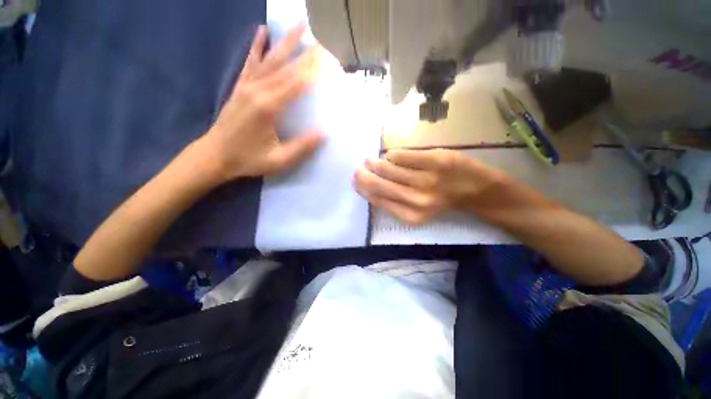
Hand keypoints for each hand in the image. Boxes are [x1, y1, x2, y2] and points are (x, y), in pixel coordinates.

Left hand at [201, 24, 324, 180]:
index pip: (295, 85)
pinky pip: (250, 63)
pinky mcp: (240, 88)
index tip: (325, 59)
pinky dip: (257, 47)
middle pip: (283, 66)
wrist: (214, 155)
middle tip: (316, 35)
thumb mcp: (279, 160)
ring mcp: (246, 87)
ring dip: (283, 42)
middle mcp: (257, 91)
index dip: (311, 72)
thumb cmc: (248, 159)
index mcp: (268, 108)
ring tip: (295, 25)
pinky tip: (261, 33)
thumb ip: (301, 147)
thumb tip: (323, 134)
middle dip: (300, 50)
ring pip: (268, 60)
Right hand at [354, 149, 507, 223]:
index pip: (378, 200)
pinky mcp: (435, 160)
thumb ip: (395, 202)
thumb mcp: (418, 211)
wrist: (478, 191)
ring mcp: (426, 179)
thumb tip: (371, 187)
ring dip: (375, 163)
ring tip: (370, 160)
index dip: (363, 190)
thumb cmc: (444, 202)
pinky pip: (402, 155)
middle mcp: (416, 199)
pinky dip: (393, 155)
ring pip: (388, 168)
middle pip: (380, 184)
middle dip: (364, 175)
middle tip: (358, 169)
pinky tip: (392, 156)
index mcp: (411, 215)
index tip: (356, 182)